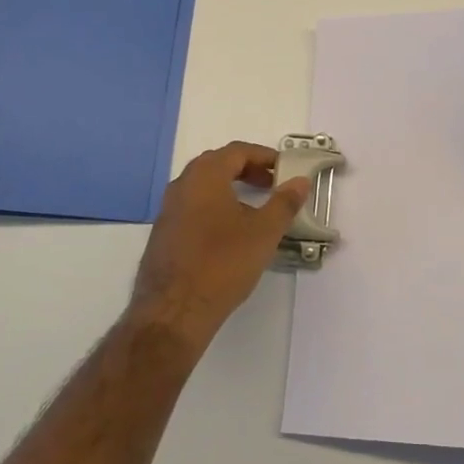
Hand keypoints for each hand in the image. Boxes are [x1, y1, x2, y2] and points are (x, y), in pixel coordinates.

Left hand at [130, 142, 310, 352]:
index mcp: (204, 176)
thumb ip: (284, 203)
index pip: (237, 151)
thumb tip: (299, 181)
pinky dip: (214, 208)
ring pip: (203, 188)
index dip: (263, 156)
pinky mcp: (163, 234)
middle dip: (247, 170)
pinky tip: (229, 234)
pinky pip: (193, 208)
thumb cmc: (223, 263)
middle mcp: (182, 186)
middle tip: (271, 184)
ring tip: (255, 209)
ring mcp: (168, 210)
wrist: (174, 311)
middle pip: (217, 165)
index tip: (283, 168)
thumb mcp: (264, 232)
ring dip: (230, 190)